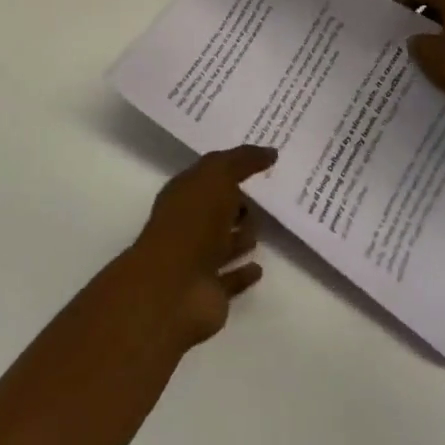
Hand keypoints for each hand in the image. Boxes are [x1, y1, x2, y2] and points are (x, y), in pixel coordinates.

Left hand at [125, 145, 275, 349]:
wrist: (174, 288)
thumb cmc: (192, 222)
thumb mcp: (217, 176)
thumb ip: (243, 160)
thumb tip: (270, 152)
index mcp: (185, 192)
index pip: (211, 173)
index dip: (233, 165)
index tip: (263, 160)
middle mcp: (189, 223)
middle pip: (218, 208)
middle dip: (238, 203)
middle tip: (266, 197)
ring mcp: (198, 259)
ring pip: (224, 243)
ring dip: (241, 237)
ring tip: (261, 230)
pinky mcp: (210, 292)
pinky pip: (231, 278)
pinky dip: (243, 273)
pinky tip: (258, 268)